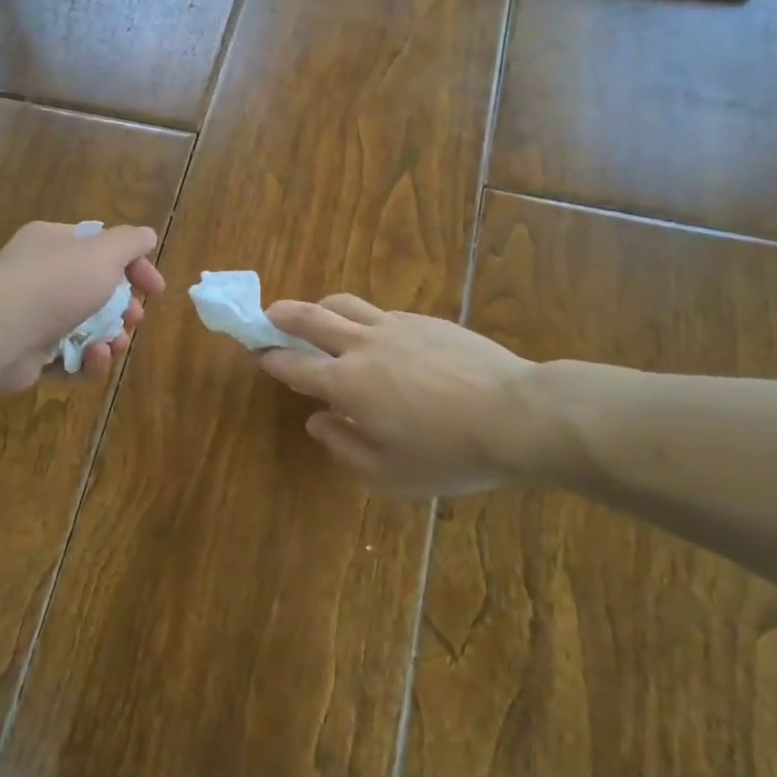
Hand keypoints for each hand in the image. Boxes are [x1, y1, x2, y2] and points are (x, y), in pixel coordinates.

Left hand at [0, 221, 164, 395]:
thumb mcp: (103, 252)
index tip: (156, 289)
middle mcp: (39, 275)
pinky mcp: (29, 354)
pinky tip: (94, 357)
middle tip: (134, 318)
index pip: (100, 248)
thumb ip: (130, 242)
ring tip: (116, 344)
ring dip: (109, 337)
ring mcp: (32, 316)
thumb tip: (147, 235)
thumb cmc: (55, 284)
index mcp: (53, 242)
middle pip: (94, 291)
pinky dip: (86, 360)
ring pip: (84, 327)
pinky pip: (68, 357)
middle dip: (122, 307)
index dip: (134, 266)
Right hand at [257, 295, 542, 497]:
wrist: (516, 415)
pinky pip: (381, 312)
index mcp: (347, 383)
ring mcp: (396, 326)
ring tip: (317, 316)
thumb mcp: (389, 473)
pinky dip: (364, 319)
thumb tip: (317, 419)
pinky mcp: (425, 320)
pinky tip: (375, 336)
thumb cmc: (449, 453)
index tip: (259, 353)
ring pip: (345, 303)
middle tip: (268, 315)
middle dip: (282, 315)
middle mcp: (363, 345)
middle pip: (311, 316)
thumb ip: (343, 446)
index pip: (294, 364)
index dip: (271, 358)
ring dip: (321, 307)